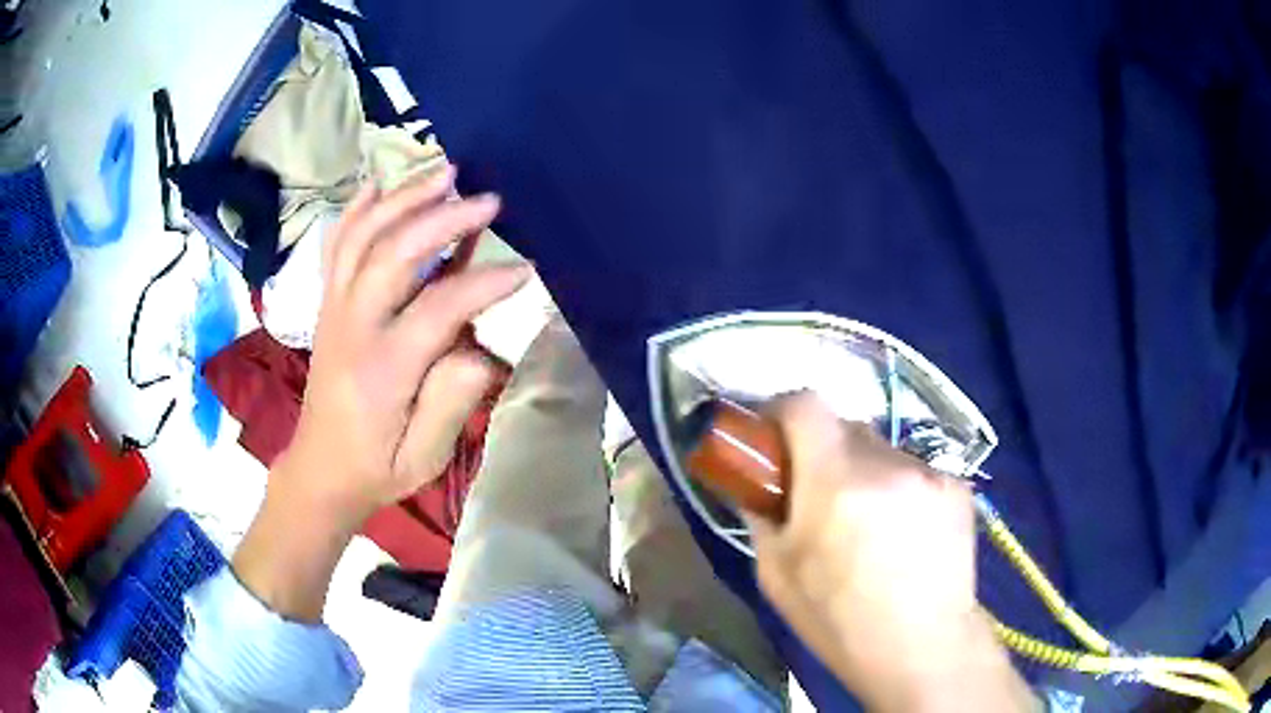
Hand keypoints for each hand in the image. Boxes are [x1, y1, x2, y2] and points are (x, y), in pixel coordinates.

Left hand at [234, 168, 529, 620]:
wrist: (321, 470)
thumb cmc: (378, 468)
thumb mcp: (423, 457)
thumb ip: (451, 401)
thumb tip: (478, 346)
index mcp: (381, 370)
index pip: (437, 309)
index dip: (484, 283)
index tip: (526, 267)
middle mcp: (352, 328)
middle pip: (393, 254)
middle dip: (442, 219)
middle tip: (488, 199)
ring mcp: (334, 310)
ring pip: (362, 238)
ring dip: (403, 199)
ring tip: (444, 173)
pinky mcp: (328, 305)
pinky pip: (337, 247)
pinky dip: (356, 211)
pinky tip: (378, 186)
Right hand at [747, 395, 1032, 711]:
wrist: (923, 648)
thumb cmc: (839, 622)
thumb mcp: (777, 576)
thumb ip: (763, 516)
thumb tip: (756, 485)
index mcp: (834, 482)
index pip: (805, 404)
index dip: (782, 413)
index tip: (773, 441)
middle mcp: (886, 463)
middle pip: (845, 427)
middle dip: (824, 453)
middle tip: (821, 498)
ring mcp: (928, 472)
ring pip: (882, 452)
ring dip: (866, 475)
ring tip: (871, 526)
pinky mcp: (957, 486)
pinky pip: (915, 472)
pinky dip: (901, 491)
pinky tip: (906, 535)